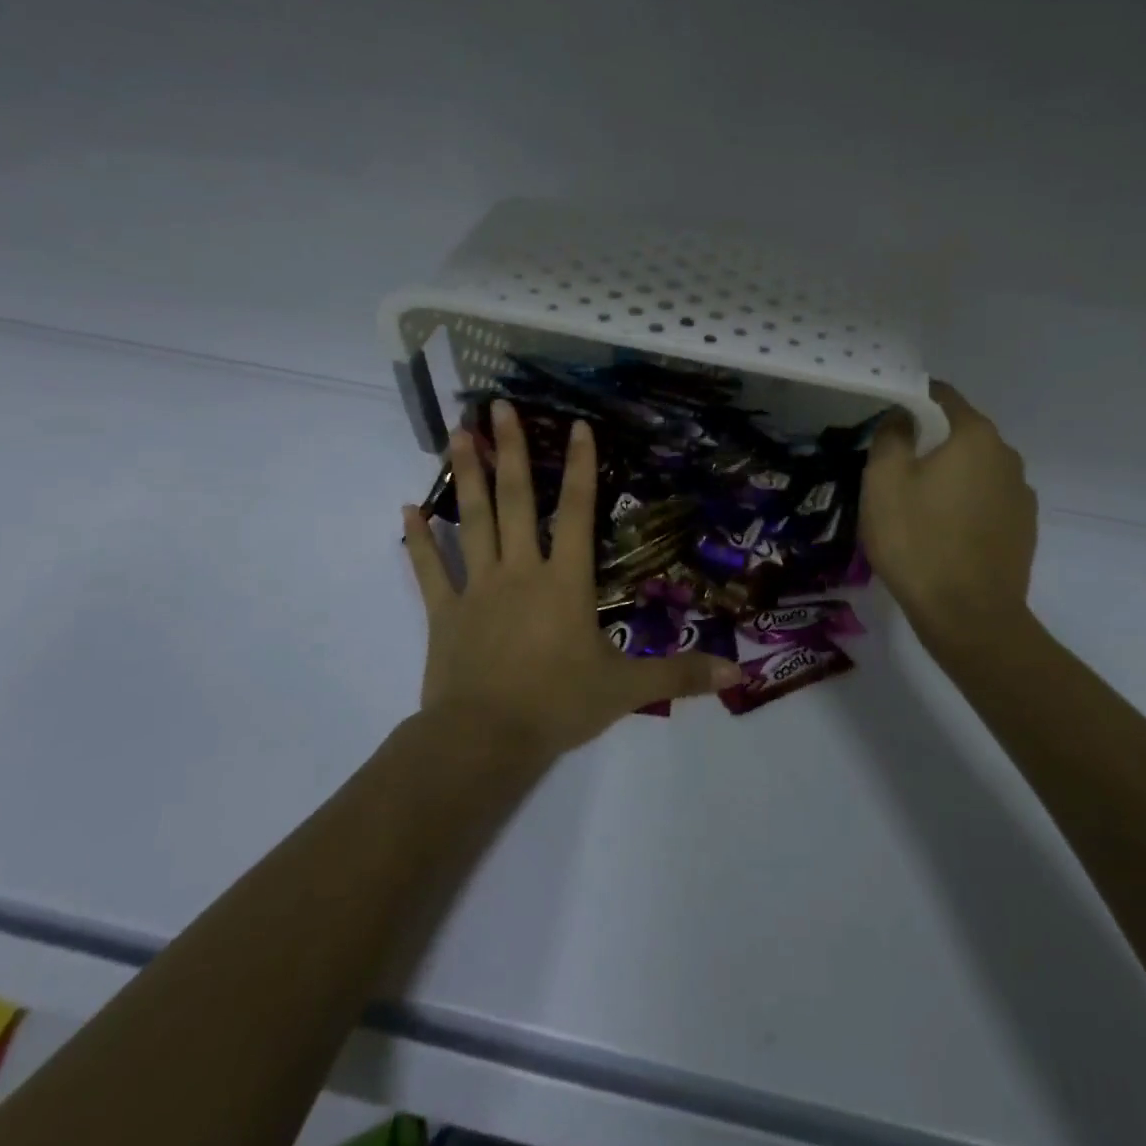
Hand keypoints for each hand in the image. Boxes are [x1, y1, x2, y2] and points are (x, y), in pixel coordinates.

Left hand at [402, 399, 741, 756]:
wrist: (486, 739)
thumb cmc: (558, 706)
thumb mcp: (626, 689)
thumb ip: (680, 674)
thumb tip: (739, 671)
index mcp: (565, 581)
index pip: (578, 512)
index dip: (581, 466)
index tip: (576, 424)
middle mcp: (521, 571)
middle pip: (517, 500)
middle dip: (511, 450)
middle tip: (496, 406)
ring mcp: (479, 587)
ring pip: (473, 520)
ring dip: (467, 475)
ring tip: (458, 433)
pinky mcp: (445, 612)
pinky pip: (430, 568)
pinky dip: (419, 539)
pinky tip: (406, 508)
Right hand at [860, 381, 1038, 642]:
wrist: (969, 616)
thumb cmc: (918, 540)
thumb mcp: (883, 482)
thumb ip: (891, 436)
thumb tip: (903, 417)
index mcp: (975, 436)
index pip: (942, 396)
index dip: (912, 400)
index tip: (887, 419)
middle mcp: (1007, 456)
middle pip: (960, 434)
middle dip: (929, 443)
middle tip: (893, 470)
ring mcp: (1020, 494)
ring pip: (975, 470)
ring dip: (948, 477)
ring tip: (916, 507)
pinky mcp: (1023, 528)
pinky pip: (986, 501)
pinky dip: (964, 505)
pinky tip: (942, 533)